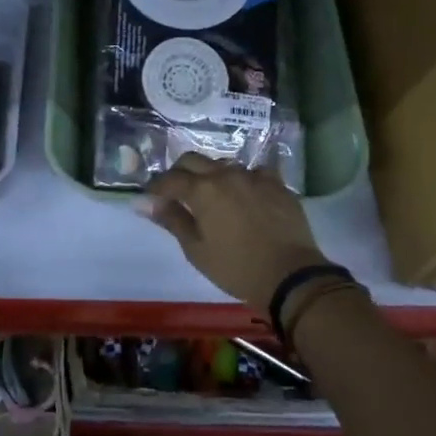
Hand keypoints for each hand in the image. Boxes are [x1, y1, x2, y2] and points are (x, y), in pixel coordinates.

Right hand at [140, 154, 326, 313]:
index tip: (150, 199)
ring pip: (223, 163)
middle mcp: (225, 174)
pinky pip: (254, 172)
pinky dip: (244, 179)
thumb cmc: (236, 268)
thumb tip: (144, 203)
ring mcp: (254, 176)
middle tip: (176, 194)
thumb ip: (171, 220)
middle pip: (193, 160)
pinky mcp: (276, 183)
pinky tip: (246, 194)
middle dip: (179, 173)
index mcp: (202, 190)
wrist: (290, 275)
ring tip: (212, 196)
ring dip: (211, 174)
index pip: (169, 179)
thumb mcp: (196, 250)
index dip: (156, 188)